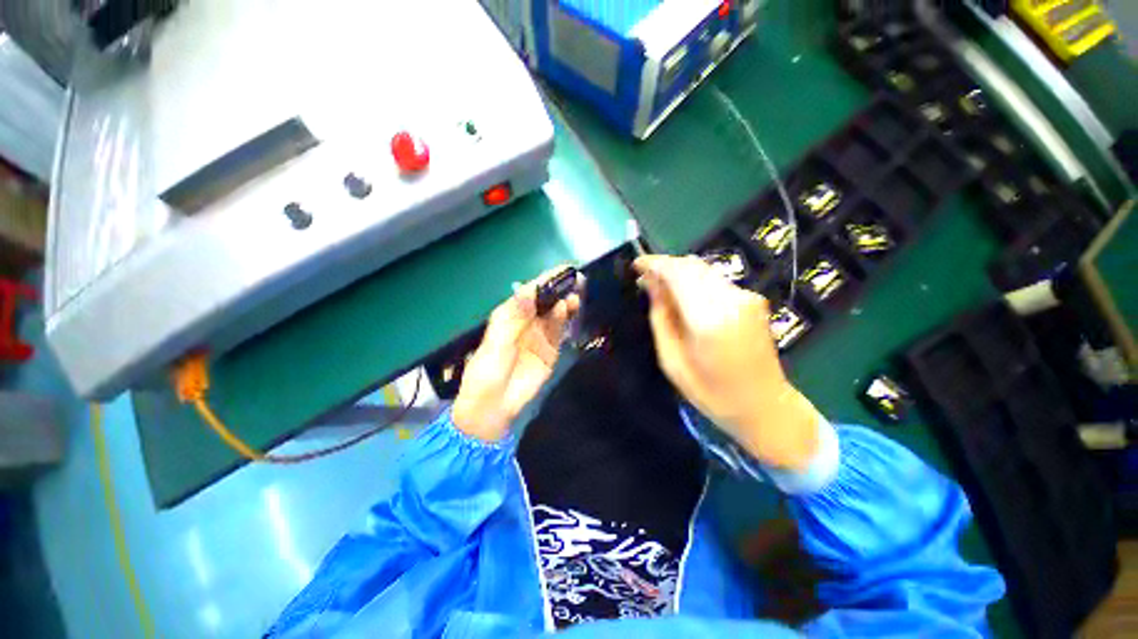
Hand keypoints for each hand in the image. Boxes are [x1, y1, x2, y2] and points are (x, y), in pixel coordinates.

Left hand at [452, 268, 580, 442]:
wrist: (494, 406)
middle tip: (577, 279)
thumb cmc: (487, 372)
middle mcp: (526, 321)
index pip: (529, 292)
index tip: (562, 269)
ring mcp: (540, 335)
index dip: (545, 280)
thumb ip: (514, 318)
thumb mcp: (496, 344)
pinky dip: (565, 319)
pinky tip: (570, 310)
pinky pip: (560, 330)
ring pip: (555, 313)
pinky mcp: (551, 349)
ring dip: (565, 302)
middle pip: (546, 300)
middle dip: (560, 288)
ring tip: (576, 294)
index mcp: (509, 315)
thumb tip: (528, 290)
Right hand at [634, 255, 820, 470]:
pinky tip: (684, 296)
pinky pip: (715, 280)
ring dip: (679, 272)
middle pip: (691, 265)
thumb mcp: (672, 360)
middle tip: (644, 278)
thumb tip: (650, 284)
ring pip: (704, 269)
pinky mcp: (753, 299)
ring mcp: (747, 297)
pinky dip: (695, 280)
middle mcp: (731, 299)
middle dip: (665, 266)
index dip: (654, 263)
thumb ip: (660, 317)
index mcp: (709, 318)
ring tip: (660, 286)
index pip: (677, 273)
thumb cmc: (711, 393)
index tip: (635, 264)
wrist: (765, 406)